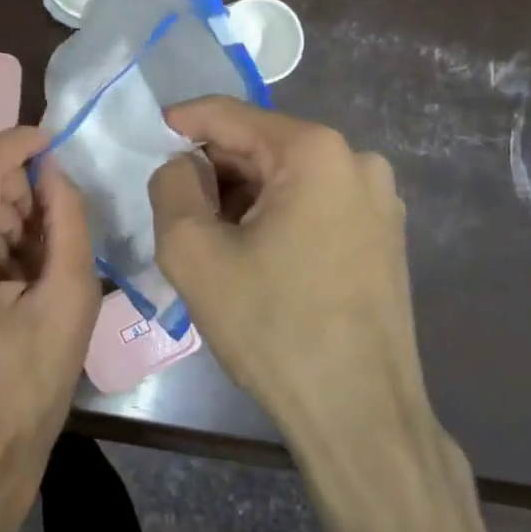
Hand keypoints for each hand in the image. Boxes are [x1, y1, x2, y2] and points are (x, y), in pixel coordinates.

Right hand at [148, 98, 451, 472]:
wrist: (360, 416)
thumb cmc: (273, 327)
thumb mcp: (193, 251)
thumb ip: (170, 186)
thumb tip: (181, 167)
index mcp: (314, 151)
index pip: (228, 115)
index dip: (180, 123)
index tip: (147, 139)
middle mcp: (356, 161)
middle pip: (259, 145)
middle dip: (211, 169)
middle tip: (173, 206)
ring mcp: (378, 200)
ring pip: (285, 176)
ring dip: (239, 196)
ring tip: (210, 239)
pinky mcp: (383, 235)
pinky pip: (312, 204)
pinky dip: (273, 215)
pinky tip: (251, 255)